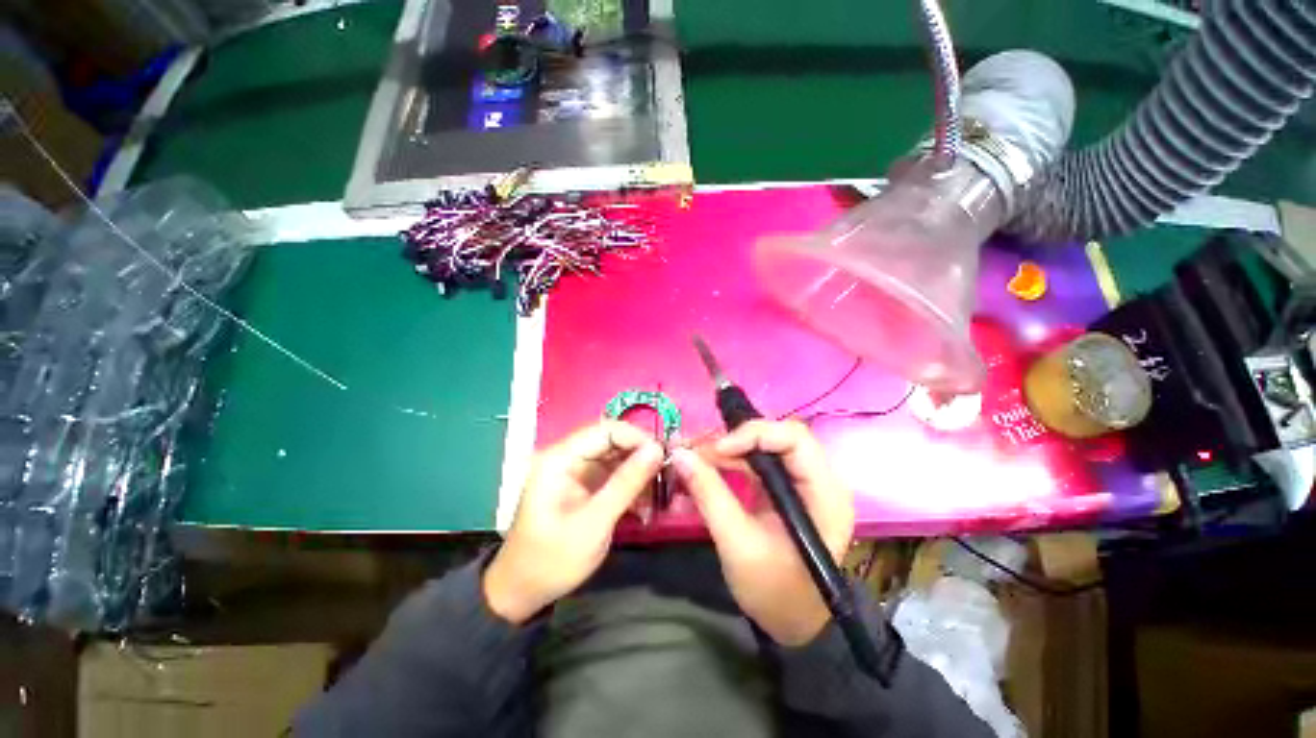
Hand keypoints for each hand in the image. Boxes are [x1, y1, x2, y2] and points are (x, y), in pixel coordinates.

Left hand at [483, 420, 662, 623]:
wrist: (522, 592)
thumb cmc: (553, 560)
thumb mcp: (595, 522)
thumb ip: (626, 483)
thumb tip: (657, 449)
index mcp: (560, 458)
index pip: (605, 430)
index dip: (637, 438)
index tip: (664, 456)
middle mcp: (567, 457)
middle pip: (613, 442)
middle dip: (640, 457)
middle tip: (666, 476)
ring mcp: (575, 471)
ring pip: (616, 458)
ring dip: (638, 475)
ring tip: (655, 498)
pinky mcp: (583, 485)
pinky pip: (613, 475)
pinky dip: (630, 487)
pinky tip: (643, 508)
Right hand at [673, 420, 854, 645]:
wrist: (792, 623)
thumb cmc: (774, 591)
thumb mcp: (738, 544)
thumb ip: (709, 495)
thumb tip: (679, 454)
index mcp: (823, 492)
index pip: (793, 438)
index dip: (753, 435)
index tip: (716, 449)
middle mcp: (817, 479)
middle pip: (774, 438)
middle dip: (732, 442)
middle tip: (695, 453)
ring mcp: (799, 482)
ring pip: (760, 448)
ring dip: (725, 452)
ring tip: (692, 461)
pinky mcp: (782, 489)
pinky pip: (753, 464)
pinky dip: (727, 465)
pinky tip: (703, 473)